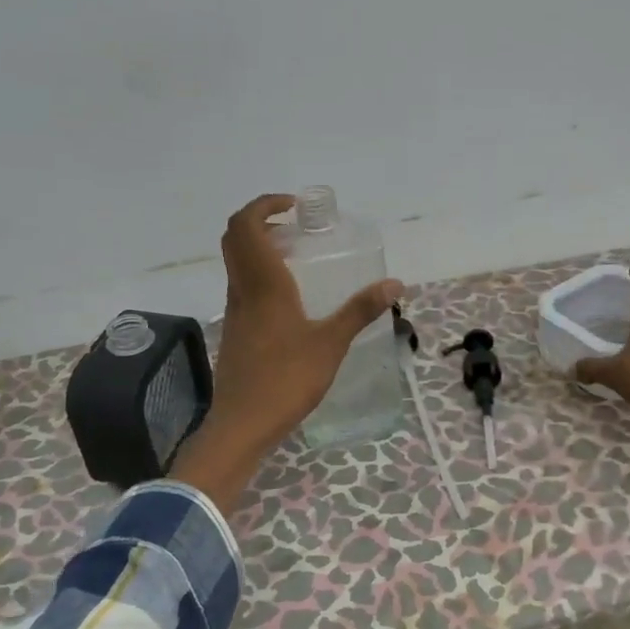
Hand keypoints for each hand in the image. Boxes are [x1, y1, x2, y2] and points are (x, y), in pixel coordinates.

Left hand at [173, 194, 401, 507]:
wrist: (243, 423)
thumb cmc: (287, 379)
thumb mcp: (331, 343)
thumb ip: (360, 310)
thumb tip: (395, 283)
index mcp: (264, 284)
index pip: (247, 226)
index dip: (264, 205)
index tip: (293, 205)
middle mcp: (243, 289)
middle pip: (234, 237)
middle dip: (259, 219)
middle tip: (293, 224)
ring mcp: (234, 310)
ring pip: (235, 261)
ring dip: (257, 245)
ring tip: (294, 252)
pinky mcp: (234, 330)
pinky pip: (240, 284)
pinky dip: (258, 271)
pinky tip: (287, 295)